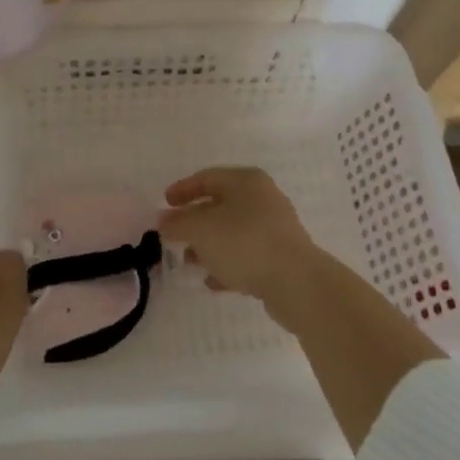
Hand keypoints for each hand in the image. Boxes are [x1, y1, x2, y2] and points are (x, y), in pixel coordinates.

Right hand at [159, 166, 326, 320]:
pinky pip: (246, 254)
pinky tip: (212, 281)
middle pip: (220, 205)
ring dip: (208, 245)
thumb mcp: (201, 229)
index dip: (182, 190)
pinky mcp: (281, 256)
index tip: (164, 205)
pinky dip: (227, 263)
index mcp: (246, 181)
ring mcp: (274, 228)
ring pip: (232, 232)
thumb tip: (163, 221)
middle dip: (194, 222)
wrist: (296, 282)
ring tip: (189, 262)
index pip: (207, 178)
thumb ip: (178, 223)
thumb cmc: (244, 242)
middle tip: (174, 236)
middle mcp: (263, 198)